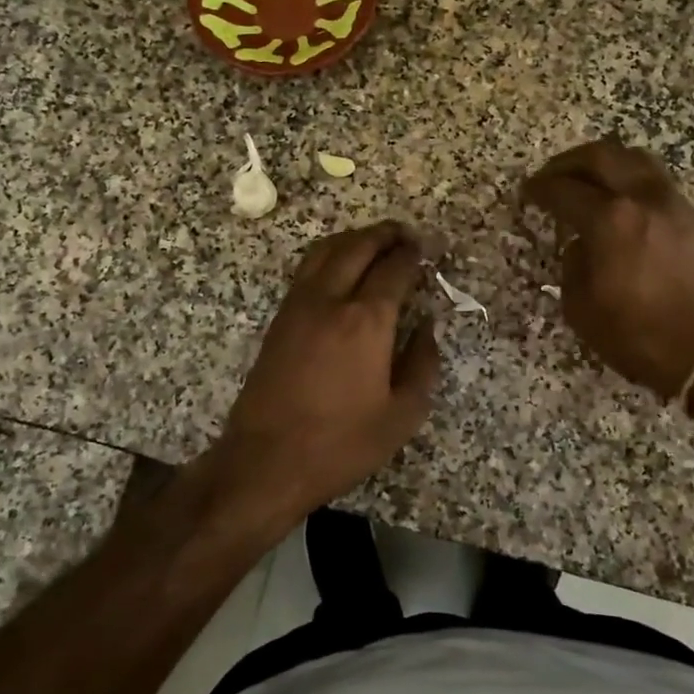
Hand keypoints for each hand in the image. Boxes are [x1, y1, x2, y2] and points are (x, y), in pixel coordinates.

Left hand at [211, 220, 441, 523]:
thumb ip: (423, 365)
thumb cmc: (340, 443)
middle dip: (385, 234)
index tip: (427, 249)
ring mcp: (299, 305)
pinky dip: (329, 253)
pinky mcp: (279, 317)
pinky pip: (307, 268)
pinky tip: (340, 265)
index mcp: (366, 321)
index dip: (414, 255)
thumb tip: (427, 329)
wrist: (265, 460)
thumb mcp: (401, 416)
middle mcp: (331, 300)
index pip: (394, 269)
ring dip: (354, 237)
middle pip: (358, 247)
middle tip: (405, 233)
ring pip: (326, 250)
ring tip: (375, 241)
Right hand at [522, 139, 693, 398]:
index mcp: (610, 220)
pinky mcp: (692, 216)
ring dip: (603, 162)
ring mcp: (672, 203)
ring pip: (634, 158)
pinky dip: (628, 177)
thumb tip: (580, 244)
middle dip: (568, 162)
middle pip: (601, 156)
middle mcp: (642, 199)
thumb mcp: (583, 309)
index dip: (540, 189)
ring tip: (586, 179)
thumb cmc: (640, 336)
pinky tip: (618, 199)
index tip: (527, 192)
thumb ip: (573, 265)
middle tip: (550, 175)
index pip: (564, 190)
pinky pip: (653, 179)